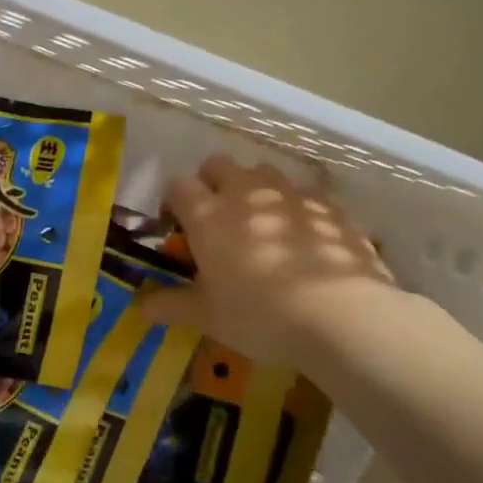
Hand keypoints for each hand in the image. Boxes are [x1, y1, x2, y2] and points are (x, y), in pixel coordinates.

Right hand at [142, 155, 396, 365]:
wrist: (341, 314)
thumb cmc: (259, 314)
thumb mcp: (208, 317)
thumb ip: (172, 306)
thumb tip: (141, 307)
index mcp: (208, 216)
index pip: (178, 187)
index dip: (174, 202)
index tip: (177, 225)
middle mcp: (246, 194)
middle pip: (219, 165)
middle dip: (212, 182)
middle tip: (217, 219)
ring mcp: (291, 195)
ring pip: (264, 172)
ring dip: (256, 189)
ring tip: (262, 223)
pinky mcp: (330, 206)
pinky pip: (305, 193)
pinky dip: (297, 207)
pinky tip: (305, 237)